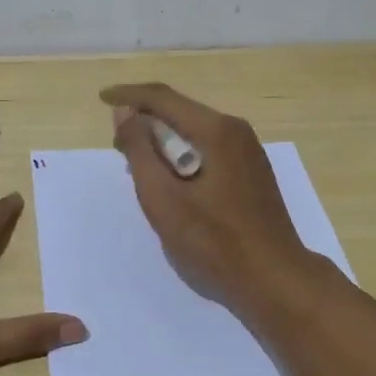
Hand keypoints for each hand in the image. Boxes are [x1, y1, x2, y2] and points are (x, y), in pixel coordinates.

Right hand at [101, 83, 317, 317]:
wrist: (274, 279)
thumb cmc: (214, 242)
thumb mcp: (163, 198)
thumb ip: (140, 151)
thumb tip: (125, 112)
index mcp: (216, 130)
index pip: (163, 98)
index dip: (129, 96)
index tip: (101, 98)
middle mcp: (235, 130)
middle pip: (180, 111)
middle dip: (145, 120)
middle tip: (117, 146)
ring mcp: (248, 150)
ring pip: (195, 131)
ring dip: (163, 140)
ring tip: (138, 164)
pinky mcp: (252, 171)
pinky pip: (209, 148)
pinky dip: (182, 154)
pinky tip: (171, 179)